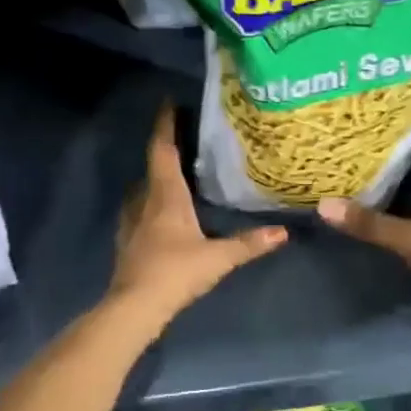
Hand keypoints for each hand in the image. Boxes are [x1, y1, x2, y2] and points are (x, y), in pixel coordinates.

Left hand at [109, 102, 286, 328]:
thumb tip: (283, 233)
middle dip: (164, 150)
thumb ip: (249, 244)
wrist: (135, 307)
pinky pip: (137, 212)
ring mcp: (131, 223)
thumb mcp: (218, 258)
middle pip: (151, 167)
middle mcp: (144, 202)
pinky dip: (148, 204)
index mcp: (165, 197)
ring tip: (173, 175)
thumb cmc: (175, 273)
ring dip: (154, 179)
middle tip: (181, 140)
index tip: (169, 104)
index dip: (165, 126)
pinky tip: (158, 215)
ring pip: (141, 191)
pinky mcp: (127, 243)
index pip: (162, 151)